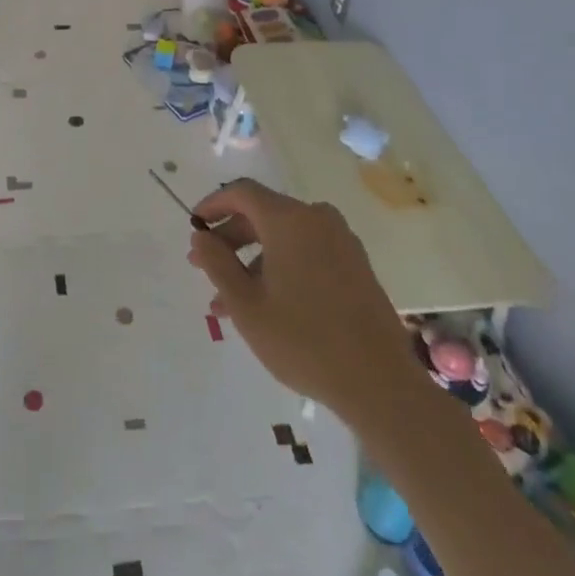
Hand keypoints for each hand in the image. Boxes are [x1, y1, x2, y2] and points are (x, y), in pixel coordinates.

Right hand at [187, 178, 420, 422]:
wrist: (379, 383)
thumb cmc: (303, 340)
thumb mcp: (246, 305)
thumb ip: (216, 264)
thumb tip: (200, 238)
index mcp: (289, 220)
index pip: (242, 192)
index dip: (213, 204)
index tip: (195, 227)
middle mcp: (317, 219)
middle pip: (263, 213)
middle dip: (230, 238)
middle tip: (204, 266)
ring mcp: (341, 241)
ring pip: (284, 237)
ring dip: (253, 260)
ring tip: (230, 301)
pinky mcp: (355, 265)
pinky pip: (307, 251)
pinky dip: (281, 266)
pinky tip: (267, 304)